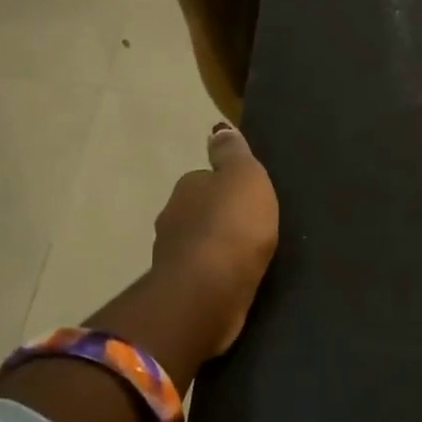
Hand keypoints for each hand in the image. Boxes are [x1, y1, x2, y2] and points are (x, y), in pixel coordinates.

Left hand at [151, 122, 279, 355]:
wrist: (210, 291)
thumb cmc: (232, 226)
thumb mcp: (244, 177)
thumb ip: (233, 154)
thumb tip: (218, 130)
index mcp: (187, 187)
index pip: (204, 179)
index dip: (224, 185)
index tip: (246, 196)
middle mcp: (172, 218)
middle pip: (197, 211)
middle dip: (218, 217)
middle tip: (250, 226)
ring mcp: (173, 257)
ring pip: (197, 244)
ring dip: (215, 247)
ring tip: (244, 255)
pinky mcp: (182, 290)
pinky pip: (202, 274)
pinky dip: (215, 274)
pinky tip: (233, 278)